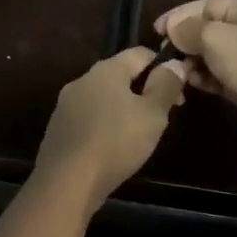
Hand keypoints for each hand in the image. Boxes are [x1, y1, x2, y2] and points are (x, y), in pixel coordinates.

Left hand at [32, 49, 185, 211]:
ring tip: (140, 133)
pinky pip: (89, 116)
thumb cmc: (115, 143)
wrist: (66, 183)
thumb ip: (166, 85)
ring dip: (124, 108)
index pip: (141, 53)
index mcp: (107, 69)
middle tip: (162, 115)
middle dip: (144, 89)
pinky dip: (105, 124)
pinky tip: (113, 146)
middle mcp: (84, 79)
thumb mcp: (152, 115)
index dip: (163, 66)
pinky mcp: (59, 128)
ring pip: (104, 97)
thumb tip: (175, 63)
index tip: (178, 92)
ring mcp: (67, 103)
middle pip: (121, 74)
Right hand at [156, 0, 236, 147]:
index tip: (156, 30)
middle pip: (208, 29)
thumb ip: (188, 29)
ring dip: (192, 61)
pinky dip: (204, 78)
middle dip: (185, 40)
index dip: (179, 15)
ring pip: (211, 54)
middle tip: (164, 53)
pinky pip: (218, 75)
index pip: (205, 5)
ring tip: (176, 70)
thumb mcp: (213, 37)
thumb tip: (172, 28)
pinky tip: (191, 83)